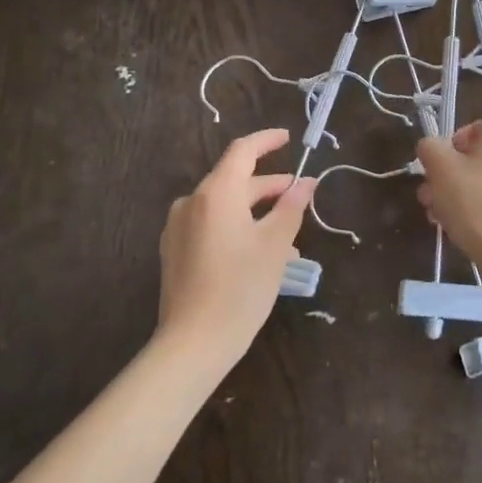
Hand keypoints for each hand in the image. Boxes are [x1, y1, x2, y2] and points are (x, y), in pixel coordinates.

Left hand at [158, 129, 315, 367]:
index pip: (242, 151)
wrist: (193, 343)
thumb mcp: (275, 245)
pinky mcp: (174, 251)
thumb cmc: (241, 287)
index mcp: (216, 193)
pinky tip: (258, 250)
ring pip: (223, 205)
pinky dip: (236, 225)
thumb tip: (307, 182)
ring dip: (255, 210)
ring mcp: (178, 228)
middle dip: (268, 184)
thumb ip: (292, 207)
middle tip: (298, 193)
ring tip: (286, 230)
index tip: (289, 139)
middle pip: (233, 180)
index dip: (267, 141)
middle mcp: (192, 202)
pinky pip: (210, 225)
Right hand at [415, 116, 481, 267]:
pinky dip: (479, 209)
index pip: (480, 125)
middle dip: (450, 173)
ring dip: (459, 193)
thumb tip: (431, 147)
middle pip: (480, 156)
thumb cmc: (476, 201)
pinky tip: (460, 228)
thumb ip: (430, 148)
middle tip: (430, 194)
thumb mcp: (441, 168)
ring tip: (437, 215)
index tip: (440, 162)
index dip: (456, 140)